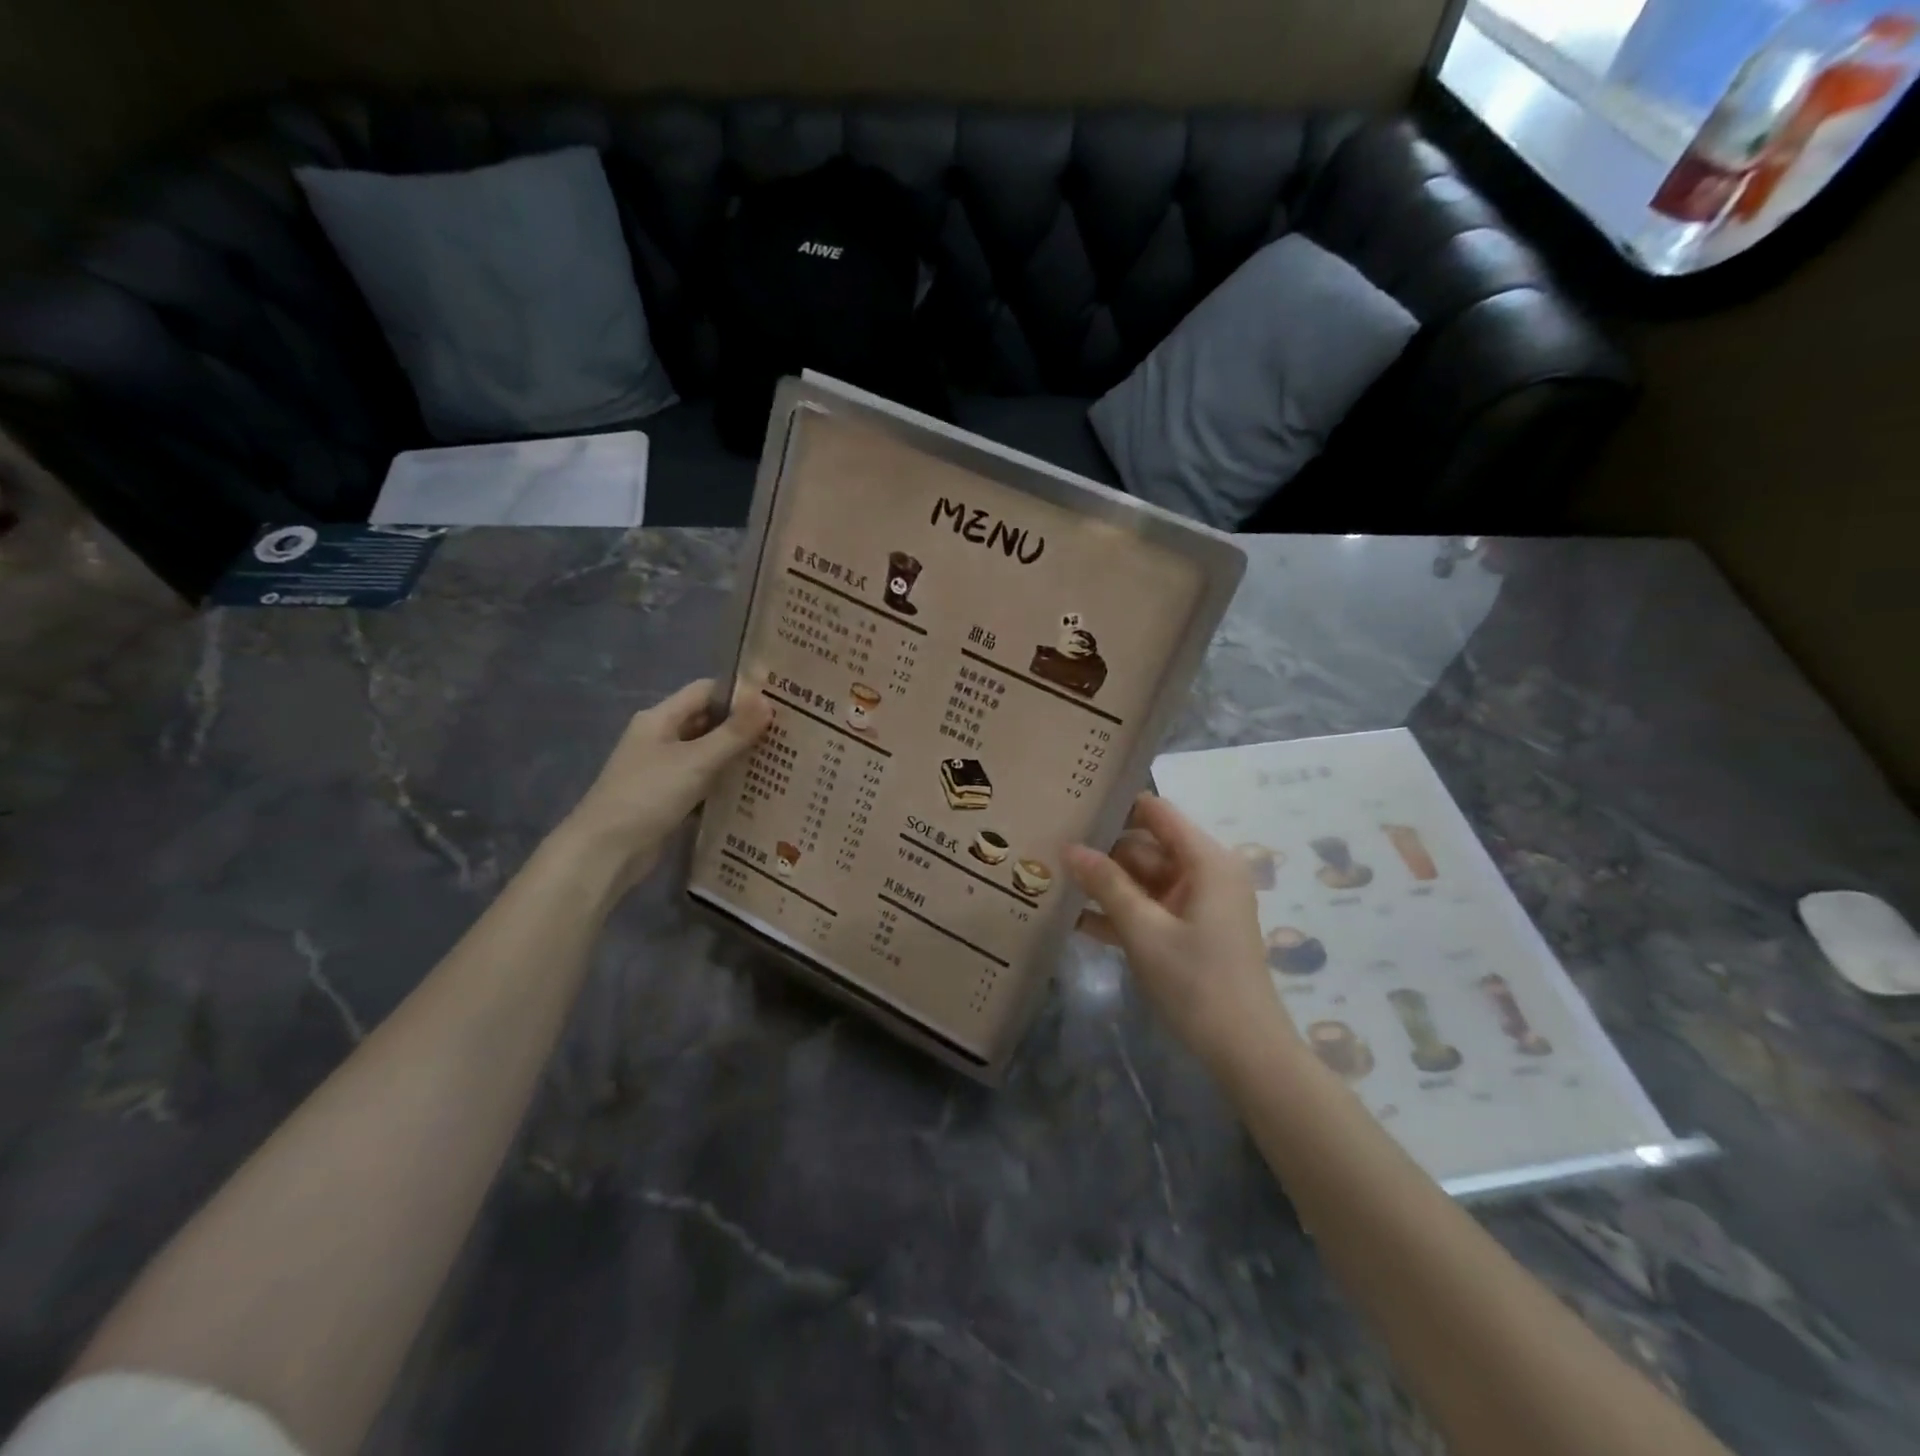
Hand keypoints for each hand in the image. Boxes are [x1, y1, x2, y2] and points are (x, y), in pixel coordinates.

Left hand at [558, 679, 772, 889]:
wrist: (606, 852)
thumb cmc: (648, 795)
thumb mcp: (696, 761)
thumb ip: (734, 732)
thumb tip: (767, 700)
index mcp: (660, 719)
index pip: (705, 692)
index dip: (739, 693)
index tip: (778, 701)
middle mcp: (660, 739)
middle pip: (708, 722)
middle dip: (744, 726)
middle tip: (788, 732)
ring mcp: (663, 770)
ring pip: (708, 754)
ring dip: (738, 756)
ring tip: (781, 758)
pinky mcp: (669, 798)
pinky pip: (704, 782)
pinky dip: (726, 783)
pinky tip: (756, 789)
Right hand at [1064, 794, 1296, 1072]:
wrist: (1243, 1051)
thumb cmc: (1197, 981)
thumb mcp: (1144, 931)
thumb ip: (1106, 885)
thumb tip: (1070, 847)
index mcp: (1206, 860)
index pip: (1156, 812)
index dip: (1116, 806)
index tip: (1073, 804)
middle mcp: (1204, 872)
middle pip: (1145, 847)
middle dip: (1101, 850)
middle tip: (1049, 846)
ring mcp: (1195, 903)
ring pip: (1141, 879)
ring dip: (1104, 884)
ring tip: (1051, 877)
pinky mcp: (1187, 930)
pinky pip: (1148, 908)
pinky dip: (1118, 912)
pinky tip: (1073, 918)